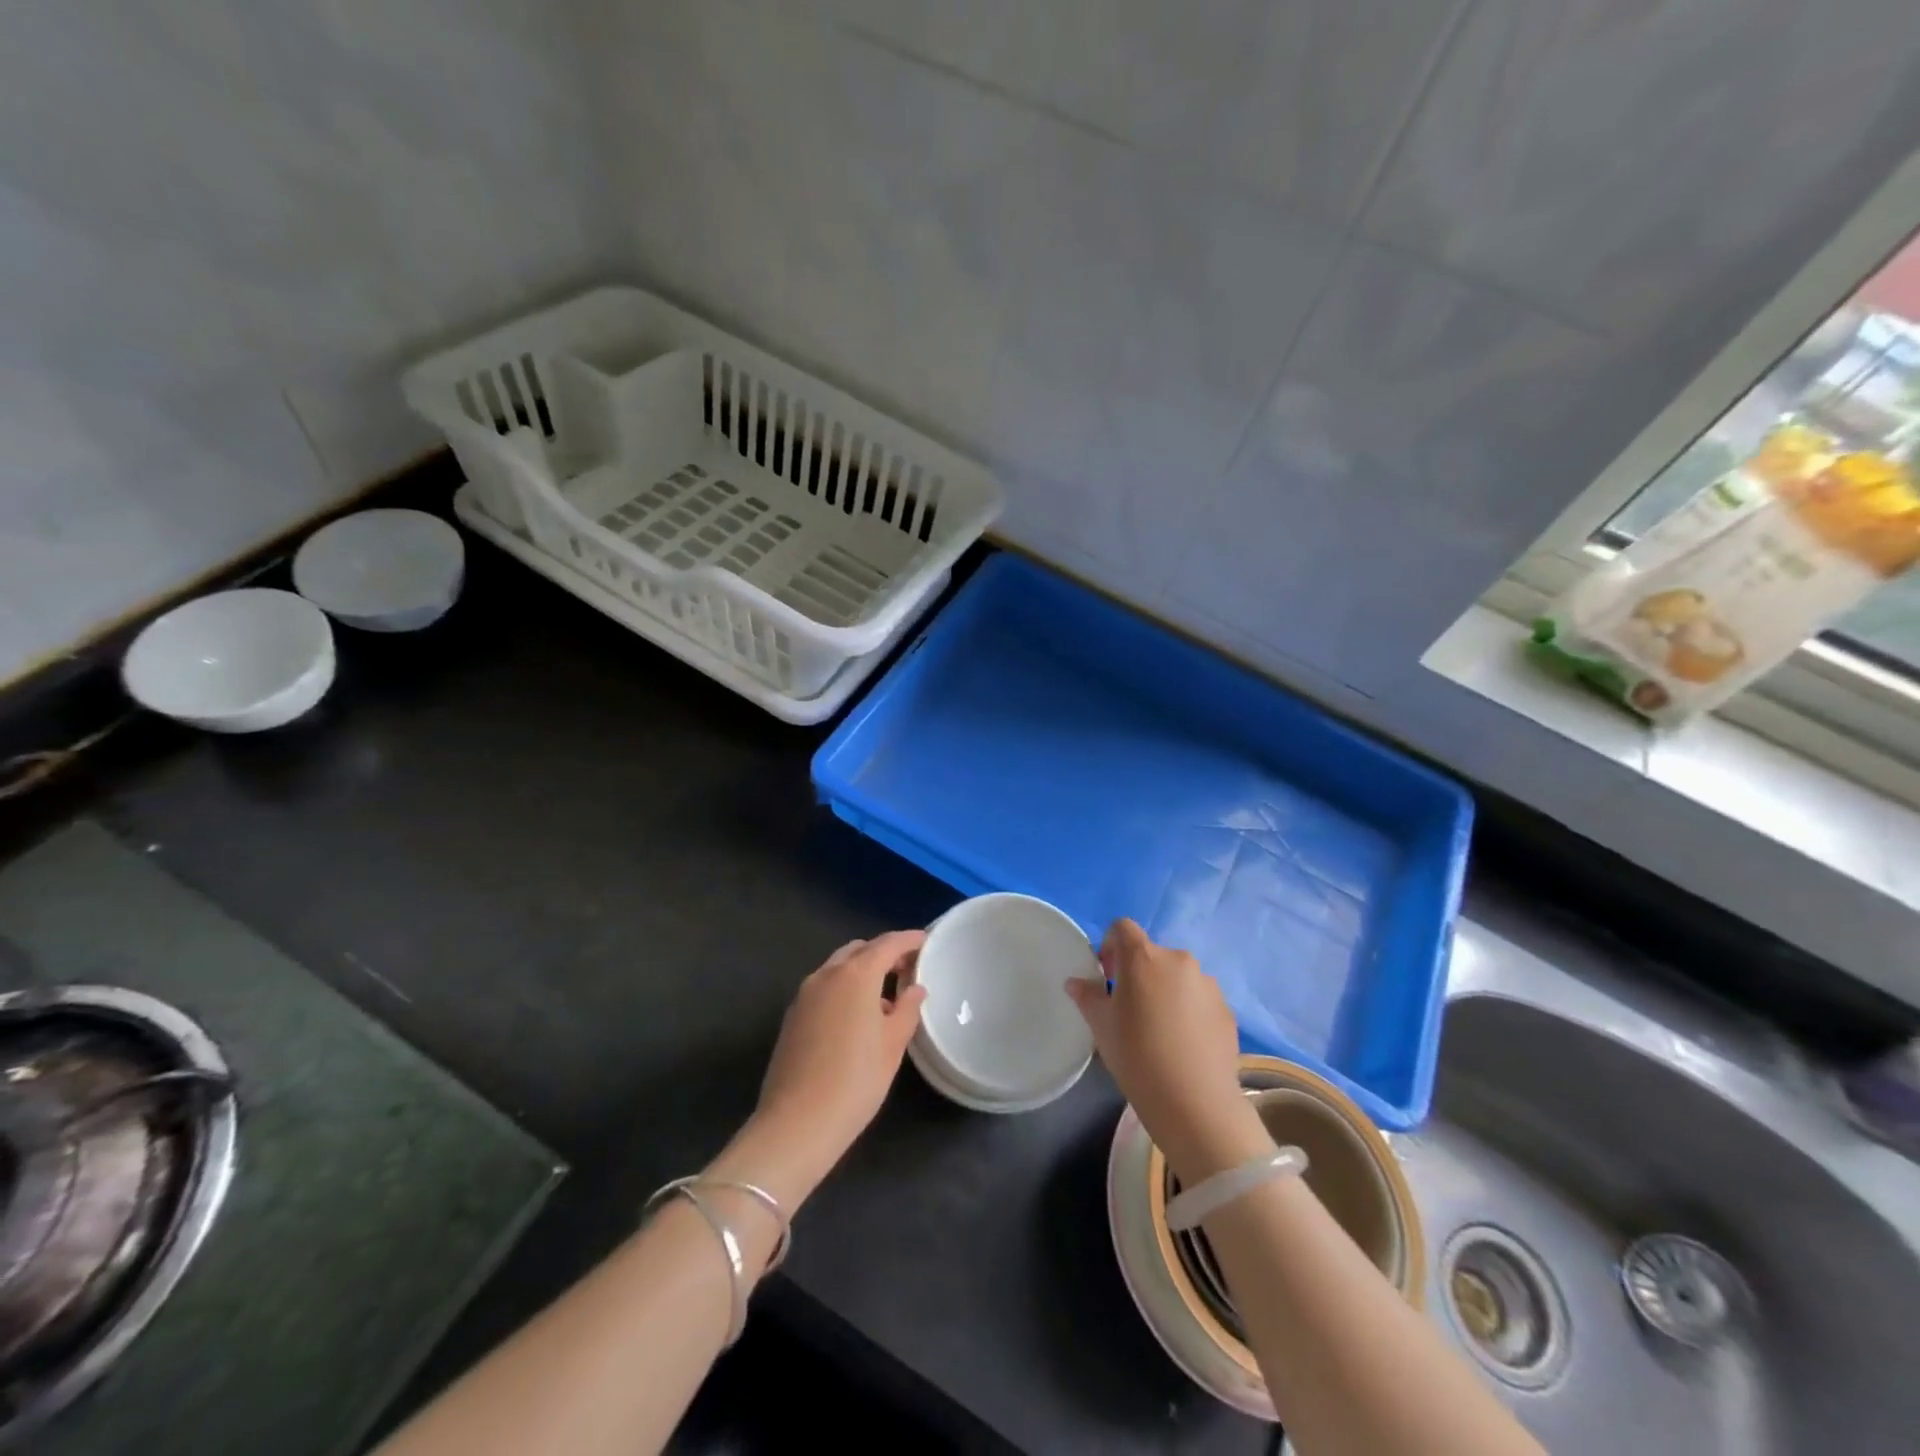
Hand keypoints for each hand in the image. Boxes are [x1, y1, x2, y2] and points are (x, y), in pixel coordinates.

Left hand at [730, 932, 926, 1205]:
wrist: (796, 1124)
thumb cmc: (855, 1081)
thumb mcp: (893, 1045)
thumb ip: (907, 1009)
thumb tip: (914, 989)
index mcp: (856, 975)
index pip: (887, 944)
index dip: (909, 940)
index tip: (926, 941)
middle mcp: (827, 974)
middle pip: (859, 950)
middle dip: (883, 953)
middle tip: (907, 969)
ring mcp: (804, 994)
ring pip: (838, 968)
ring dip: (862, 971)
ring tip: (884, 996)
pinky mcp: (792, 1015)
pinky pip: (824, 987)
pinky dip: (844, 988)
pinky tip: (856, 1016)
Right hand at [1066, 919, 1268, 1185]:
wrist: (1195, 1103)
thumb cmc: (1137, 1056)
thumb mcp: (1101, 1026)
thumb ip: (1087, 996)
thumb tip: (1077, 982)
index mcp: (1143, 957)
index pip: (1123, 928)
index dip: (1111, 946)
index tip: (1107, 978)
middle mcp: (1178, 960)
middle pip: (1152, 954)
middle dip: (1138, 973)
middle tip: (1131, 1009)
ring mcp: (1207, 984)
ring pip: (1178, 977)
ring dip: (1166, 991)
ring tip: (1161, 1030)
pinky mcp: (1227, 1009)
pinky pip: (1199, 999)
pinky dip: (1189, 1011)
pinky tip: (1183, 1045)